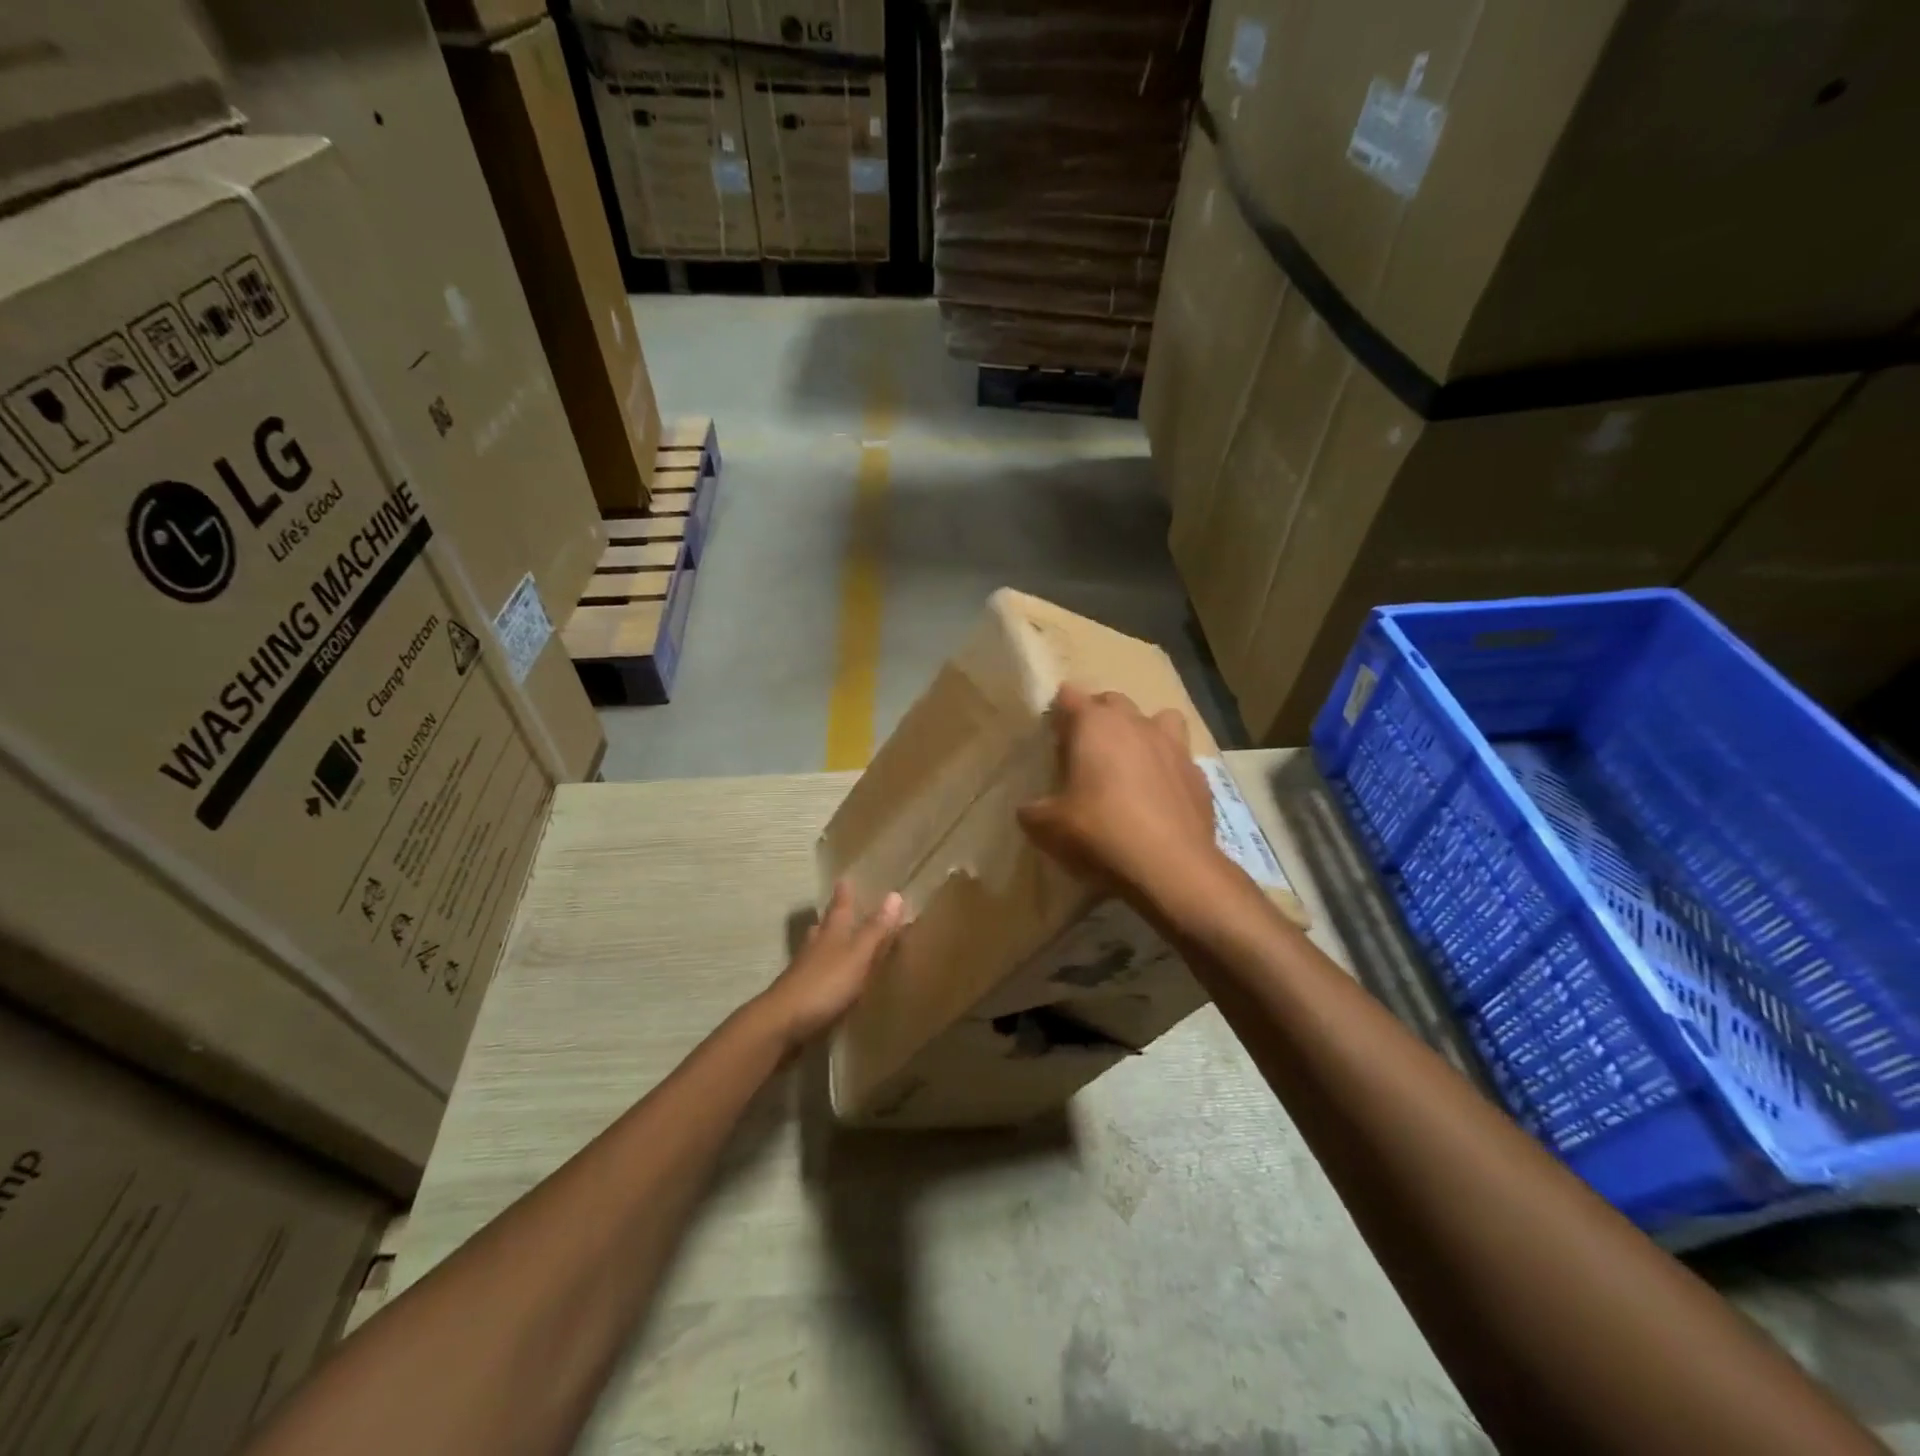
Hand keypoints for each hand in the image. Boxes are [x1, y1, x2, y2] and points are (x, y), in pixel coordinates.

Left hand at [755, 882, 903, 1051]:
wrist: (782, 1024)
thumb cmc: (824, 984)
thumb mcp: (857, 956)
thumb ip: (876, 930)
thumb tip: (895, 894)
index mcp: (831, 934)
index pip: (839, 908)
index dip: (844, 895)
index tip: (844, 880)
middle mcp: (815, 948)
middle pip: (824, 927)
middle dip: (831, 918)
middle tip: (837, 909)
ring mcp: (804, 973)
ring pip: (816, 951)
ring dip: (825, 945)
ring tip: (834, 943)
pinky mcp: (800, 997)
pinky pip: (815, 977)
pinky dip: (824, 973)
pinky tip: (830, 982)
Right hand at [1018, 685, 1226, 907]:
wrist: (1170, 867)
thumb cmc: (1100, 833)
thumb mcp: (1047, 827)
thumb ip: (1033, 810)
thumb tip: (1030, 809)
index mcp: (1095, 725)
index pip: (1070, 697)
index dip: (1058, 711)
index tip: (1052, 733)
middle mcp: (1136, 724)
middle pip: (1113, 701)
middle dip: (1098, 715)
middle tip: (1085, 747)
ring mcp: (1173, 746)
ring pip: (1159, 718)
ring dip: (1143, 731)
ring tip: (1132, 760)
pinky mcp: (1198, 775)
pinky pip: (1180, 758)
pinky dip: (1167, 768)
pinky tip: (1159, 795)